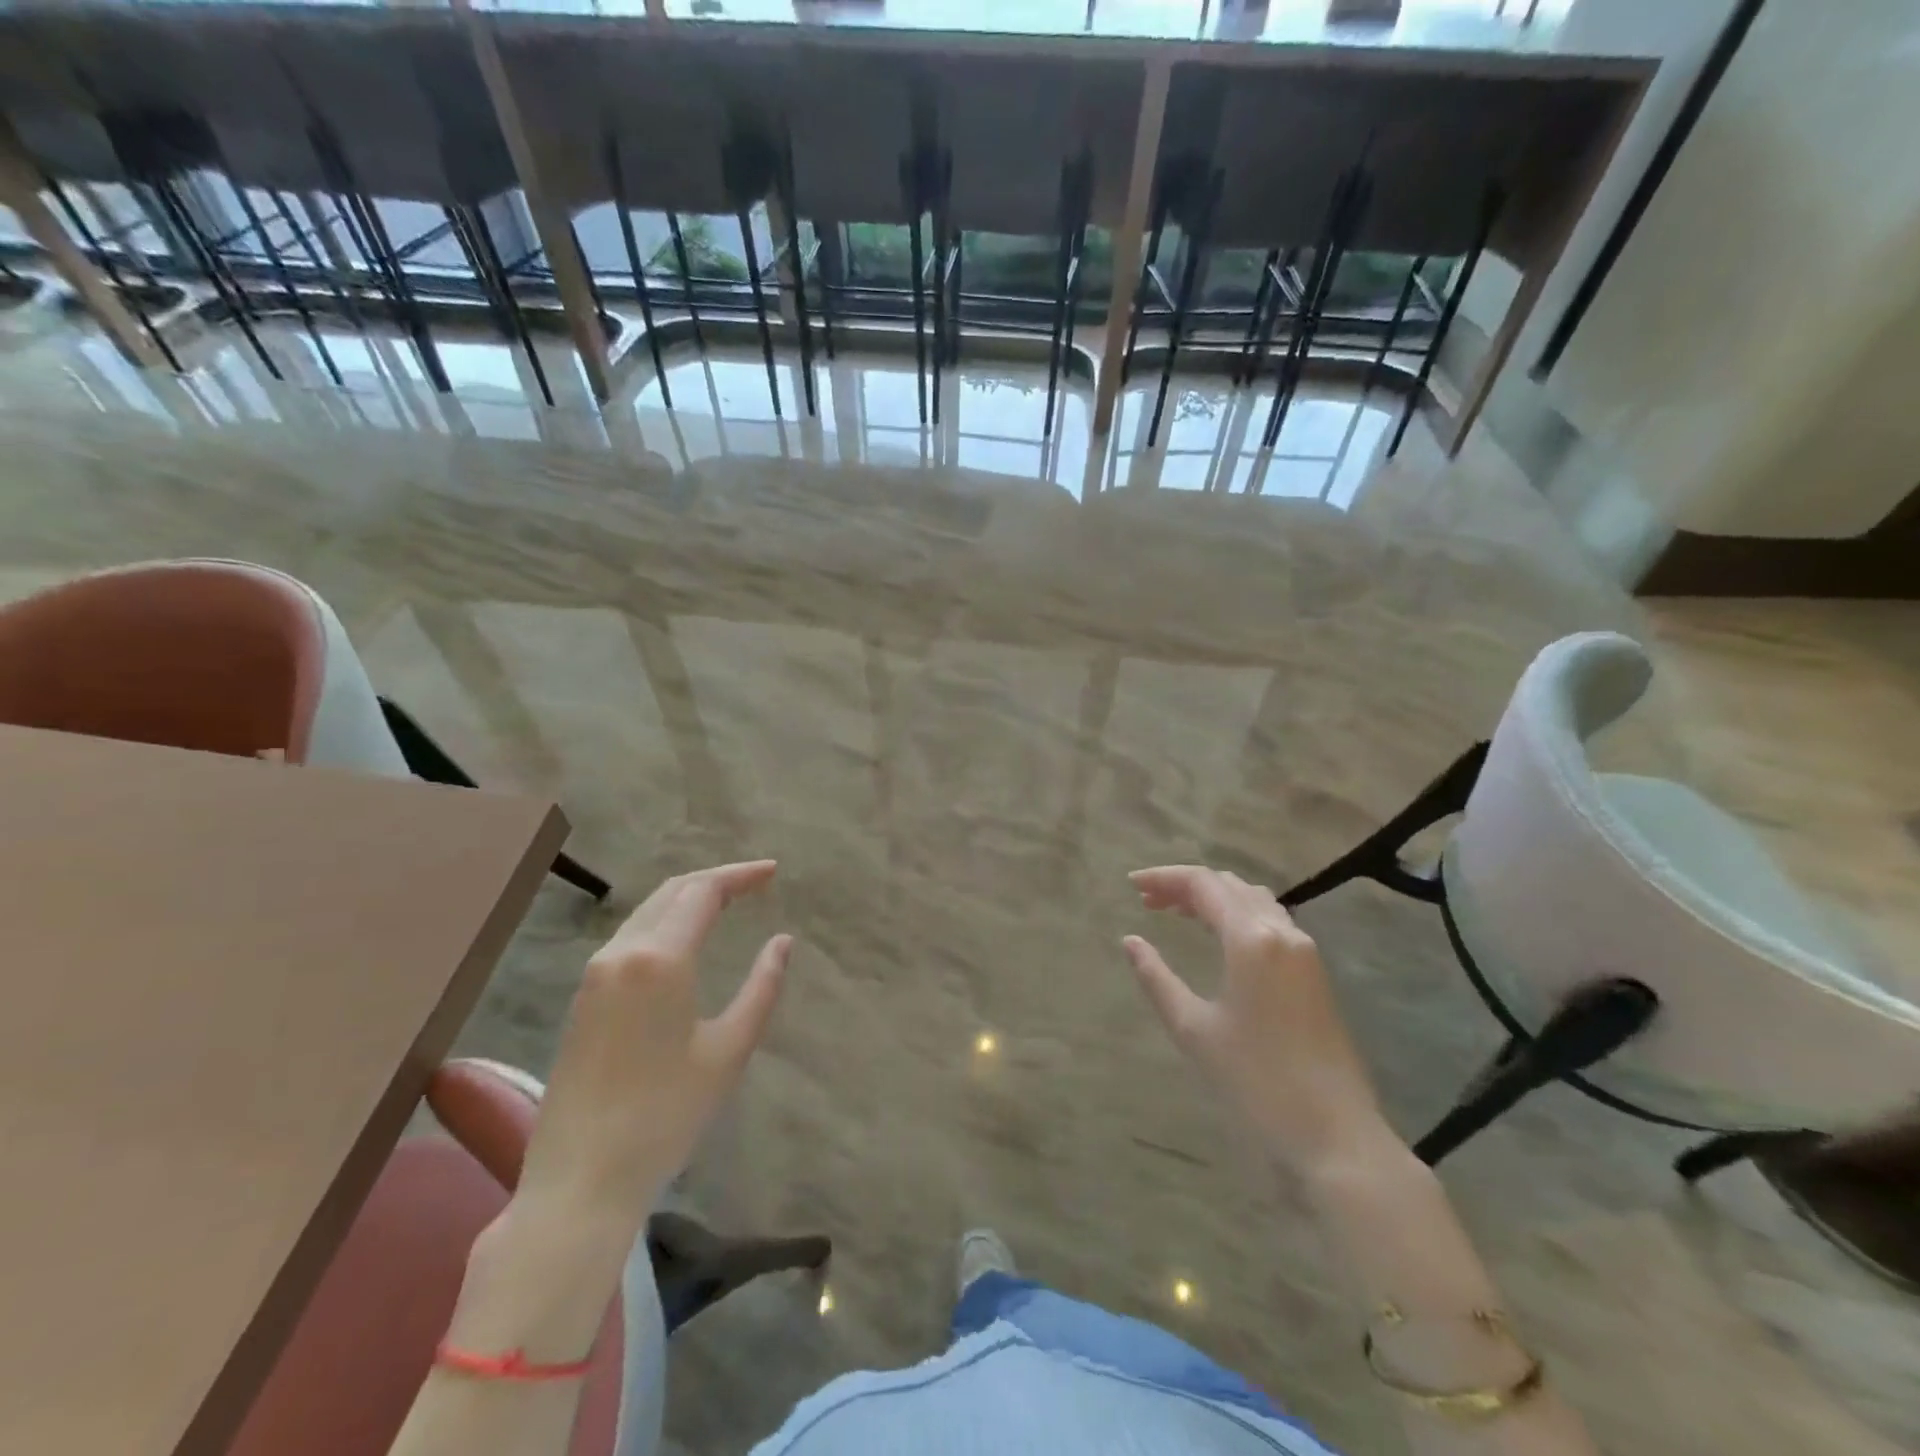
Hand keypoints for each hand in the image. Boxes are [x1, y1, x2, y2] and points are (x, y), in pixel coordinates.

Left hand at [516, 861, 791, 1232]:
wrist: (579, 1180)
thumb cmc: (665, 1116)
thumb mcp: (729, 1050)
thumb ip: (762, 987)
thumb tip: (782, 942)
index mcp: (659, 959)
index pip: (703, 892)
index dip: (740, 875)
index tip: (774, 872)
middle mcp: (621, 953)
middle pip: (672, 891)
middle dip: (715, 879)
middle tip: (756, 882)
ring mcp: (595, 975)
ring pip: (647, 912)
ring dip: (687, 898)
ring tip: (726, 903)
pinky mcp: (583, 998)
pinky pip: (630, 937)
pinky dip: (664, 922)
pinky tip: (684, 939)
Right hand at [1124, 865, 1396, 1173]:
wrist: (1335, 1135)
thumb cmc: (1256, 1081)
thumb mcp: (1193, 1029)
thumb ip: (1156, 978)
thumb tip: (1130, 941)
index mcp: (1251, 939)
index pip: (1204, 884)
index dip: (1164, 877)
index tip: (1131, 885)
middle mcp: (1282, 932)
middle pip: (1229, 886)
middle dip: (1186, 886)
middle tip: (1148, 901)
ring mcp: (1304, 952)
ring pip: (1253, 901)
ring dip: (1214, 898)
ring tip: (1177, 913)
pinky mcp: (1314, 973)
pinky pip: (1270, 922)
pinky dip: (1237, 915)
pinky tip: (1219, 939)